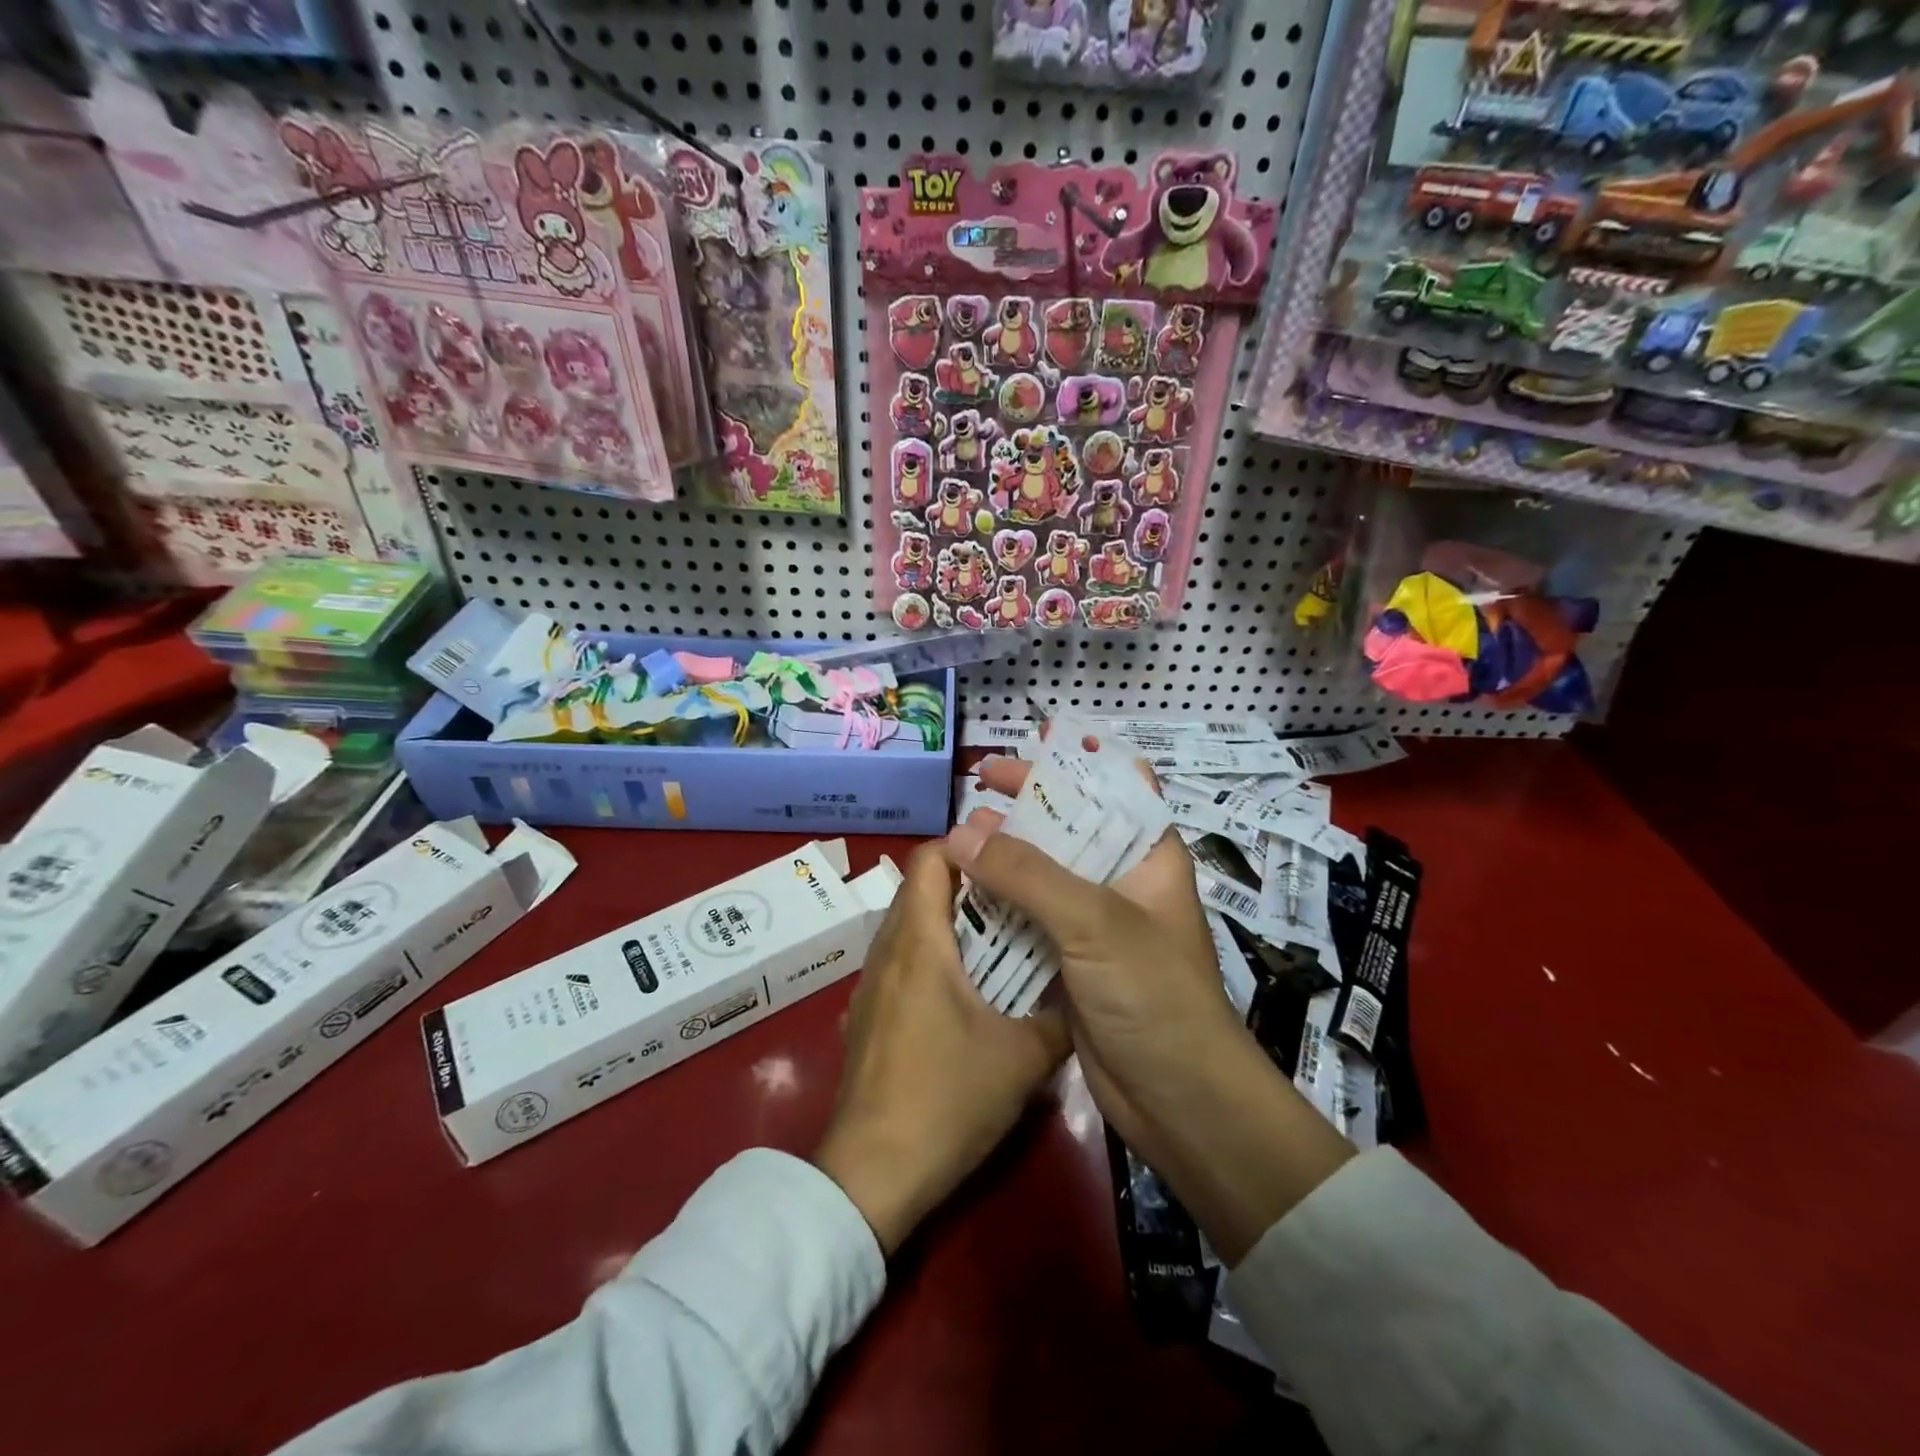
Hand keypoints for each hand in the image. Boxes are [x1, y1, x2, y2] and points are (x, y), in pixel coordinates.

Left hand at [814, 843, 1070, 1256]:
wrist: (872, 1175)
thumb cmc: (947, 1099)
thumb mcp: (1022, 1058)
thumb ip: (1059, 1017)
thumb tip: (1082, 993)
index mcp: (919, 942)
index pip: (930, 859)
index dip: (968, 847)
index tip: (1010, 856)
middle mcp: (886, 951)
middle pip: (919, 889)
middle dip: (967, 883)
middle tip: (1017, 894)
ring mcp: (870, 985)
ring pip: (908, 926)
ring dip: (948, 922)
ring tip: (999, 937)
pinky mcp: (865, 1016)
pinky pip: (899, 962)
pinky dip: (930, 956)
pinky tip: (964, 990)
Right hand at [946, 743, 1355, 1263]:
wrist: (1178, 1101)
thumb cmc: (1153, 995)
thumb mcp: (1094, 922)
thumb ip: (1027, 874)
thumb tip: (959, 833)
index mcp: (1148, 855)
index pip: (1117, 787)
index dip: (1075, 763)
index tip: (1025, 751)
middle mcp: (1122, 881)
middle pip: (1070, 827)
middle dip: (1024, 808)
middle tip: (975, 791)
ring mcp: (1094, 923)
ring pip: (1043, 874)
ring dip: (1003, 857)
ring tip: (958, 840)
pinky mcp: (1070, 961)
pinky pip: (1028, 919)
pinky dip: (998, 904)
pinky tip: (962, 894)